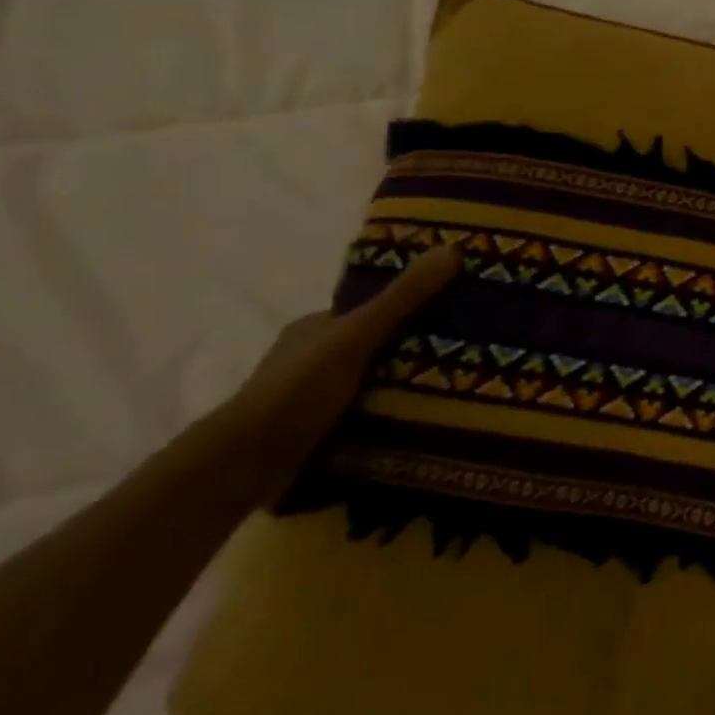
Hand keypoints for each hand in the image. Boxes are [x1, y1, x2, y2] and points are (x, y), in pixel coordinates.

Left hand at [209, 245, 460, 478]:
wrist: (243, 466)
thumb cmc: (297, 390)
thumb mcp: (356, 335)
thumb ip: (403, 297)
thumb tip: (453, 248)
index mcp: (316, 327)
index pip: (374, 308)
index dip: (413, 305)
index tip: (456, 309)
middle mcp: (313, 357)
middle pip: (378, 345)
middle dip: (417, 348)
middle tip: (470, 350)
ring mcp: (315, 396)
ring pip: (376, 382)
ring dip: (410, 385)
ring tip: (464, 386)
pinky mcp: (321, 431)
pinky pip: (371, 413)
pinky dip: (396, 415)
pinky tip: (428, 419)